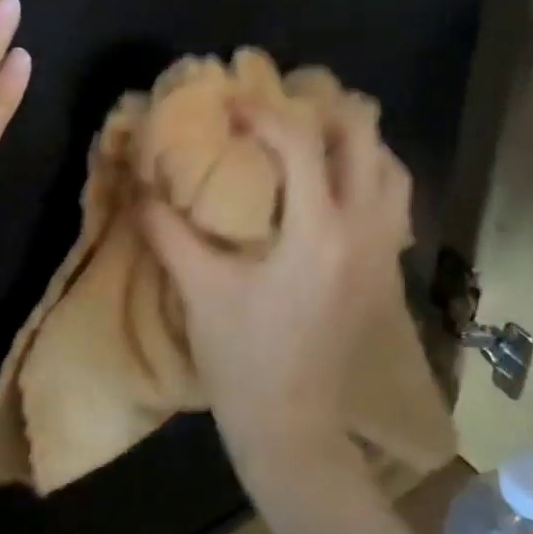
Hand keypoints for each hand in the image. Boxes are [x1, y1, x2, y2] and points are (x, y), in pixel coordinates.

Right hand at [142, 102, 412, 480]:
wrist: (292, 428)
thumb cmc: (243, 359)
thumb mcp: (199, 290)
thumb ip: (167, 231)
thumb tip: (138, 186)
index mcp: (318, 233)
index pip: (302, 144)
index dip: (265, 113)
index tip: (233, 105)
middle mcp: (363, 232)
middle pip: (367, 143)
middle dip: (329, 112)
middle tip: (288, 106)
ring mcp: (383, 254)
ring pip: (394, 173)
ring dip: (359, 145)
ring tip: (318, 139)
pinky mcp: (386, 275)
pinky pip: (394, 205)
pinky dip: (371, 179)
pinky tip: (335, 190)